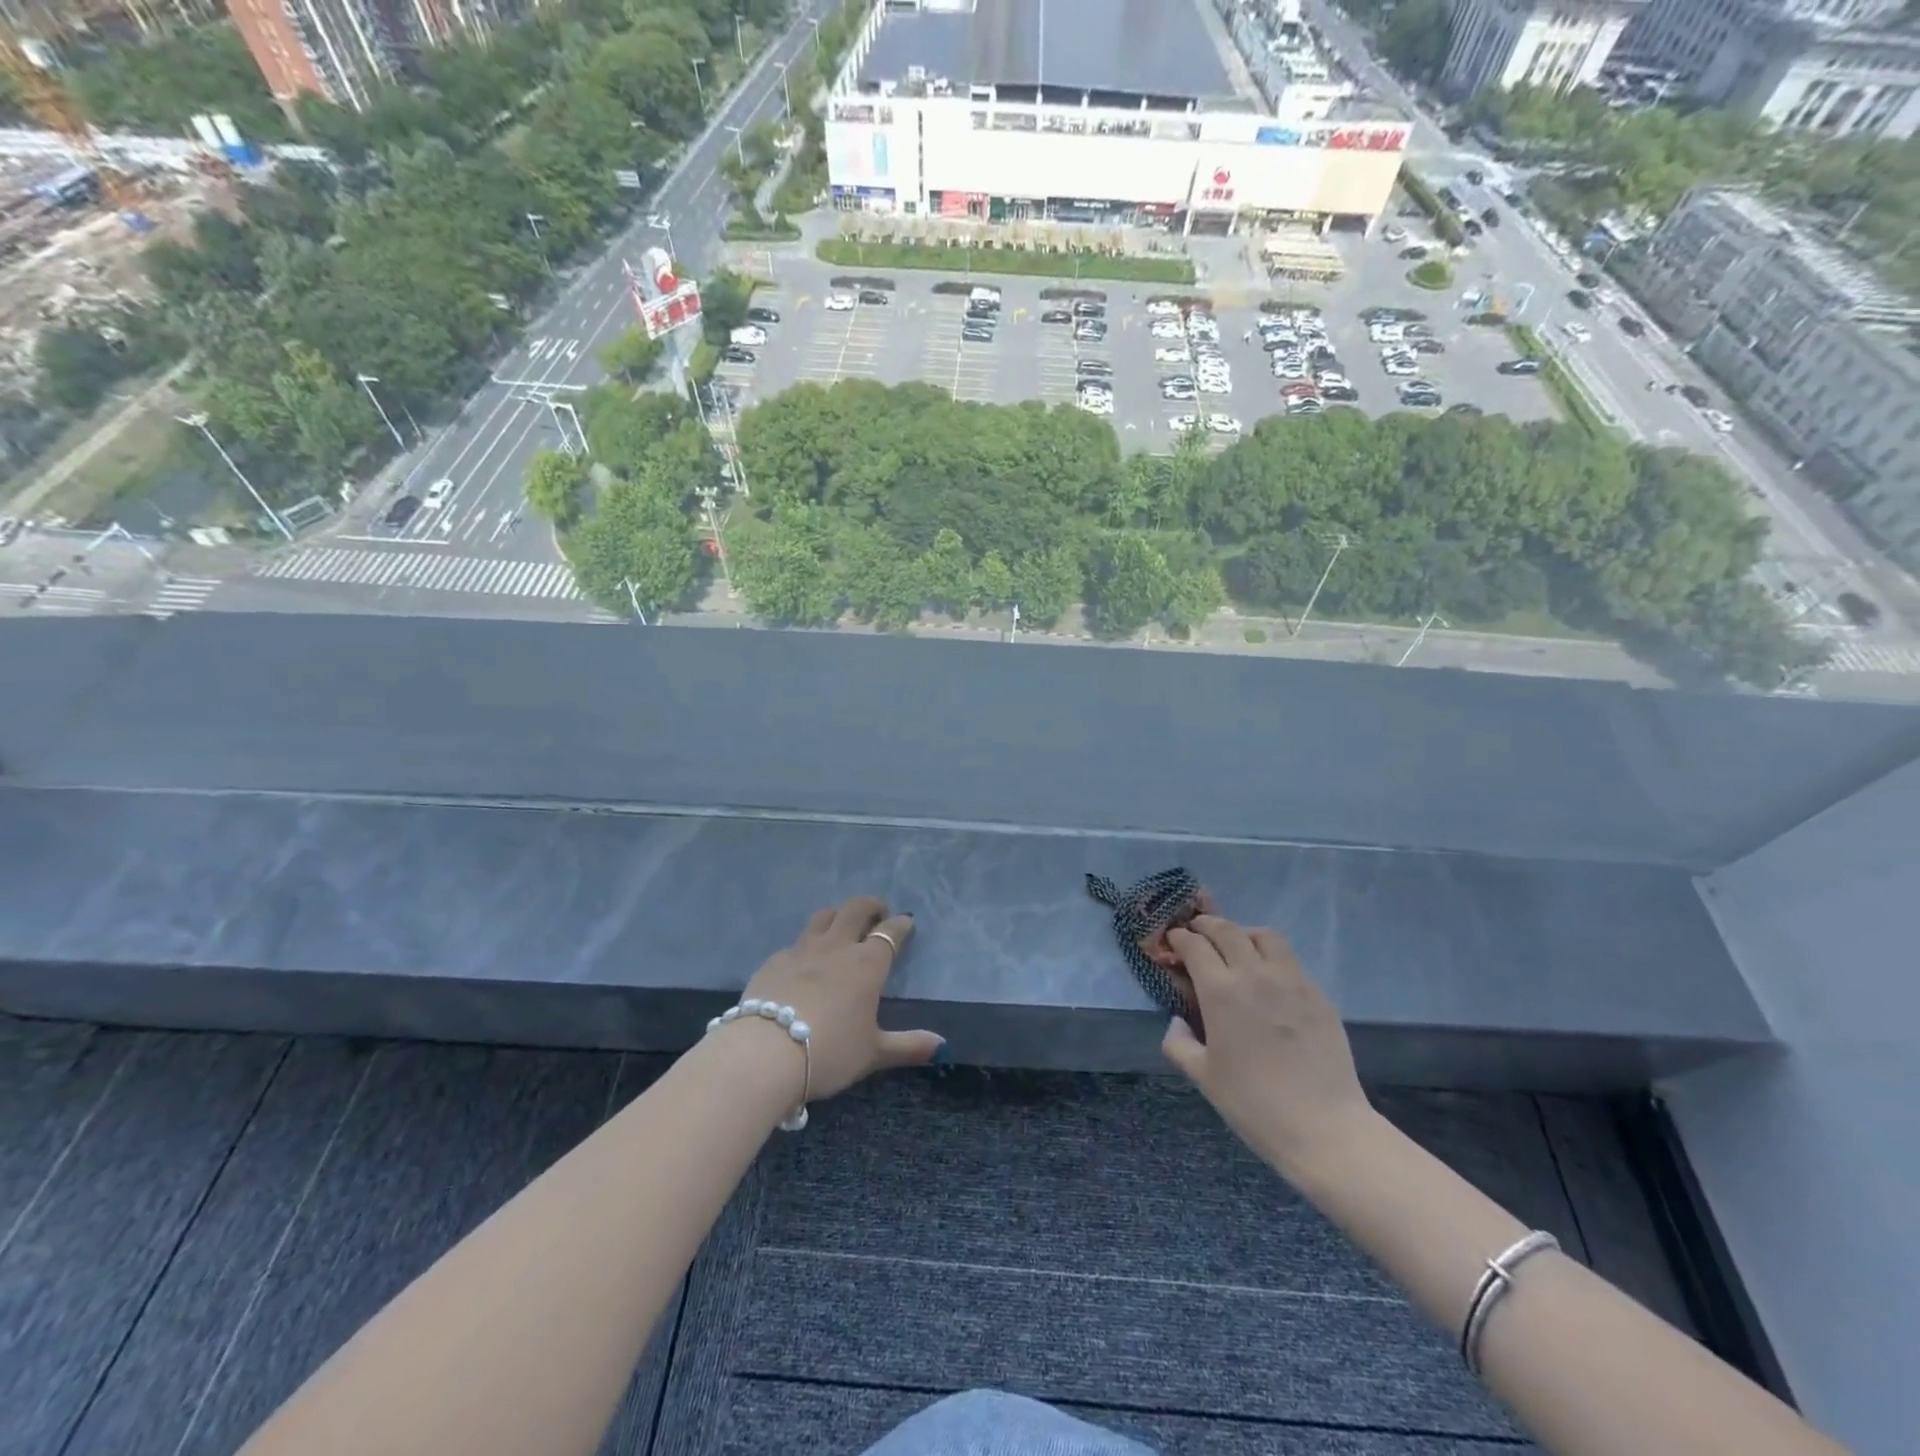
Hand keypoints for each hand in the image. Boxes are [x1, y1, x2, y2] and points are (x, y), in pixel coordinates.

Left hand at [739, 896, 943, 1100]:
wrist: (765, 1054)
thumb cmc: (830, 1052)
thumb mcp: (873, 1053)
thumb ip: (908, 1046)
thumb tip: (942, 1045)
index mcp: (866, 965)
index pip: (889, 933)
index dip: (900, 925)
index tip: (906, 923)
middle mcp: (836, 948)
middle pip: (855, 910)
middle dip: (870, 906)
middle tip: (877, 912)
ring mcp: (801, 951)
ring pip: (823, 917)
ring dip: (837, 916)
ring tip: (841, 926)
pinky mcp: (773, 961)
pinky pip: (795, 943)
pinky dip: (806, 946)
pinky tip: (802, 963)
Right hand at [1160, 915, 1371, 1175]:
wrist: (1324, 1128)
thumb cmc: (1254, 1104)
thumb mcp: (1202, 1077)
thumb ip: (1179, 1043)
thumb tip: (1178, 1021)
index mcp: (1221, 992)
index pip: (1195, 946)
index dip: (1179, 938)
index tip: (1172, 940)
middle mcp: (1254, 975)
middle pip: (1227, 931)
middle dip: (1206, 925)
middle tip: (1197, 931)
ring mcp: (1291, 981)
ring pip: (1264, 936)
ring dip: (1243, 933)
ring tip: (1235, 945)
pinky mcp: (1318, 994)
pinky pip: (1290, 960)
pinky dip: (1271, 955)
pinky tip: (1268, 976)